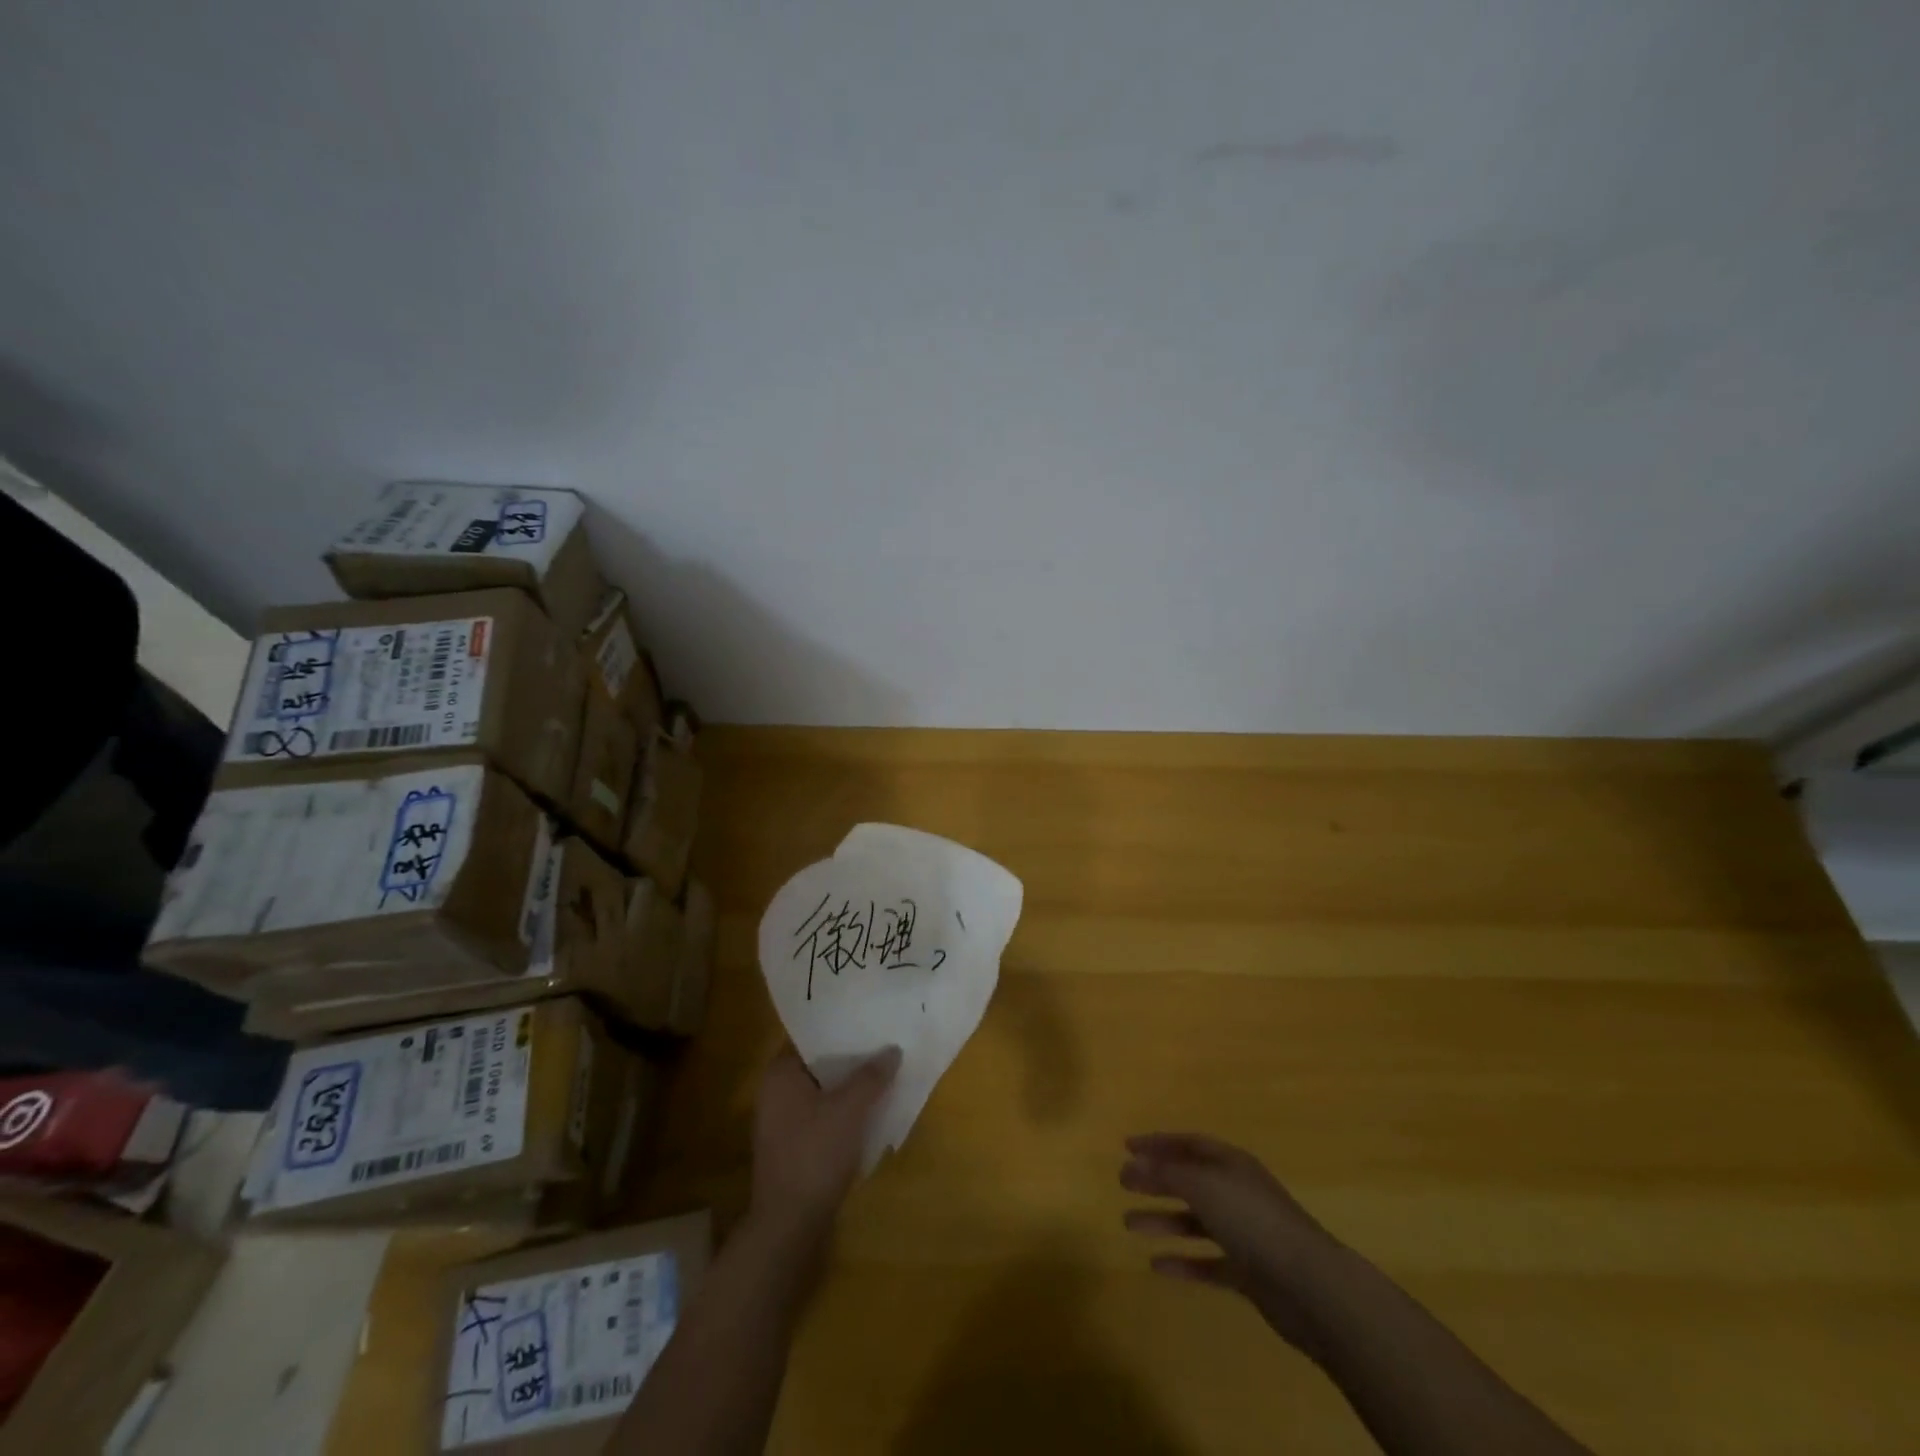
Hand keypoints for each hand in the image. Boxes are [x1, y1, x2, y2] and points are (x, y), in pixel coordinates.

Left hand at [750, 1043, 900, 1238]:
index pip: (810, 1037)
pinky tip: (870, 1111)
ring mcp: (782, 1124)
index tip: (868, 1019)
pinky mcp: (793, 1149)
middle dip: (849, 1058)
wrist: (789, 1227)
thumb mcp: (849, 1109)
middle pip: (818, 1065)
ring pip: (821, 1092)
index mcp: (779, 1075)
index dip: (840, 1028)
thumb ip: (871, 1076)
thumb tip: (893, 1049)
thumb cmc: (814, 1155)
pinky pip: (821, 1117)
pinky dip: (842, 1112)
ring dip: (848, 1087)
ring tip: (883, 1073)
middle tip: (883, 1043)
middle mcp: (774, 1094)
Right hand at [1121, 1133, 1347, 1354]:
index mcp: (1230, 1164)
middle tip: (1122, 1184)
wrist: (1311, 1287)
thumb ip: (1167, 1172)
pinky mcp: (1249, 1273)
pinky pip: (1207, 1262)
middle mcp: (1237, 1192)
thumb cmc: (1253, 1221)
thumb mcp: (1204, 1185)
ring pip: (1195, 1221)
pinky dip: (1183, 1262)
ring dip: (1162, 1220)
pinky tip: (1157, 1267)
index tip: (1126, 1147)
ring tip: (1128, 1225)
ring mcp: (1244, 1233)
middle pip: (1189, 1180)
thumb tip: (1134, 1162)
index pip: (1188, 1143)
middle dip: (1156, 1180)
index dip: (1158, 1143)